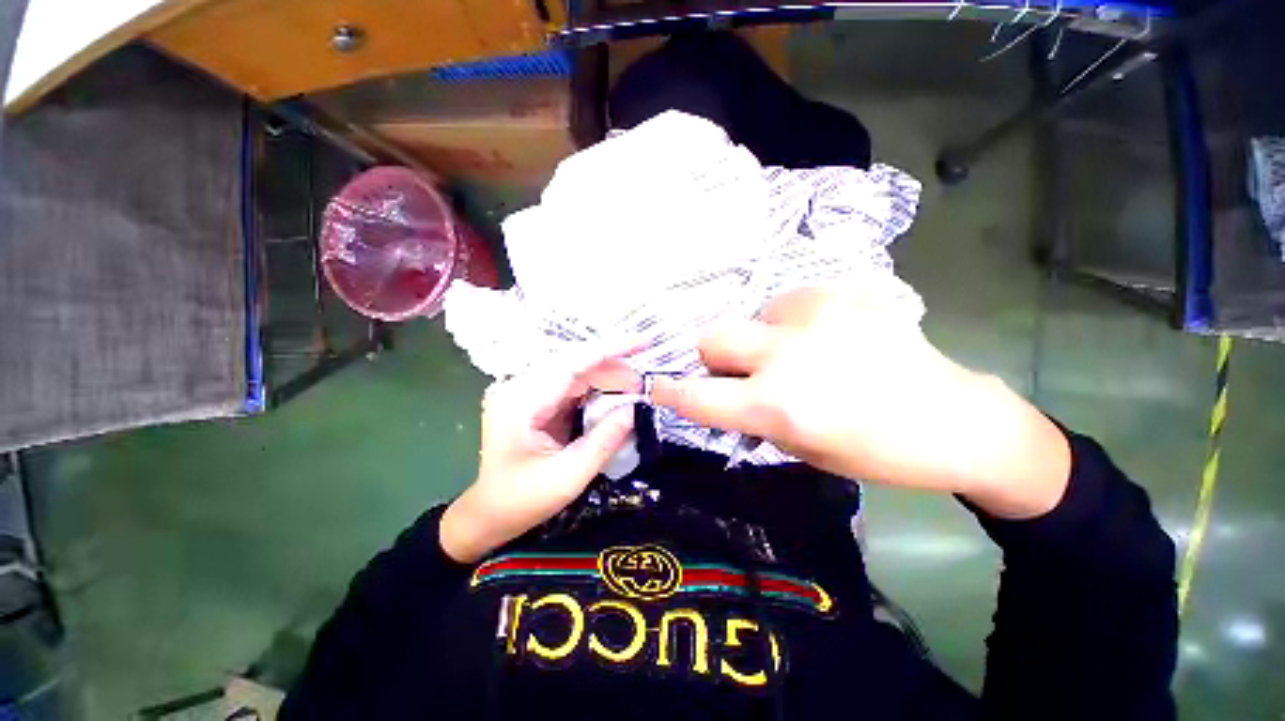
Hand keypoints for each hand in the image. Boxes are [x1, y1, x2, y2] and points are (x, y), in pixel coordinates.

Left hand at [440, 355, 636, 563]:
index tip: (642, 342)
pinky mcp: (536, 401)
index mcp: (521, 402)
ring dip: (607, 377)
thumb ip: (604, 441)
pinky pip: (572, 386)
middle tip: (642, 384)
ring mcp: (527, 392)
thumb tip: (634, 410)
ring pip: (576, 372)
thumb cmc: (521, 501)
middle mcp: (521, 388)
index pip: (571, 363)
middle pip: (575, 365)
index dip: (609, 349)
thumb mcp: (568, 477)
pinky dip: (596, 388)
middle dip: (613, 369)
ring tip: (635, 388)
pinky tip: (615, 394)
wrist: (488, 515)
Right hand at [650, 288, 1070, 518]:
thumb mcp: (799, 447)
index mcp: (779, 405)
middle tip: (739, 370)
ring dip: (757, 339)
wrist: (953, 419)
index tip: (657, 388)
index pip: (697, 397)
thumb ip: (751, 415)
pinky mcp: (837, 293)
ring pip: (749, 317)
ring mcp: (813, 315)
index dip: (671, 393)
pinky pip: (785, 304)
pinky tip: (821, 337)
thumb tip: (719, 391)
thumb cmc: (874, 452)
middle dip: (713, 357)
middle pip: (711, 338)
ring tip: (795, 353)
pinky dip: (788, 323)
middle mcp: (787, 354)